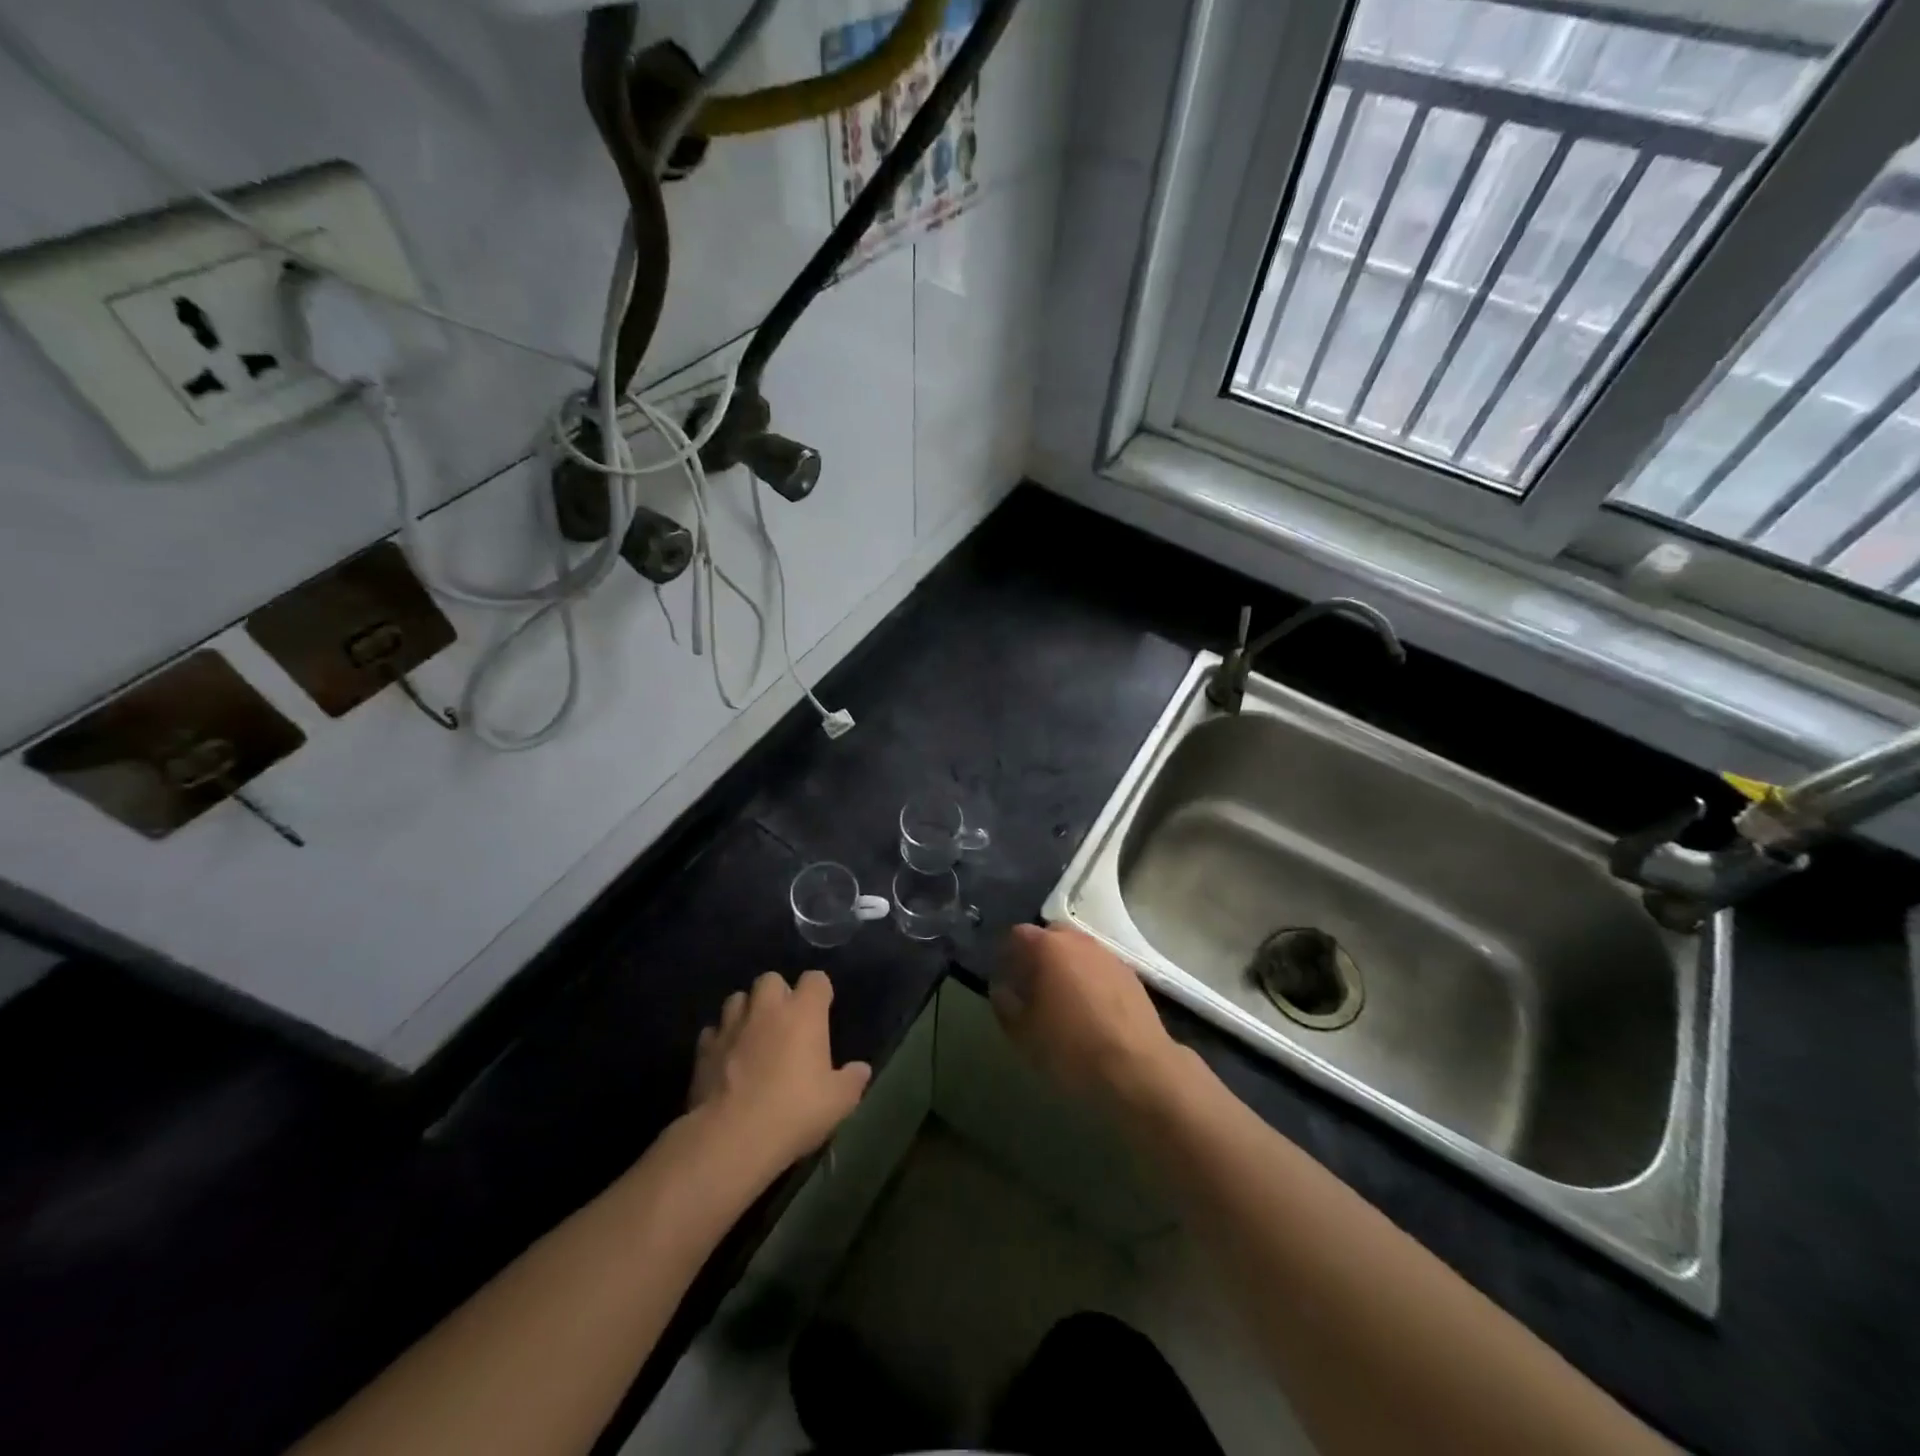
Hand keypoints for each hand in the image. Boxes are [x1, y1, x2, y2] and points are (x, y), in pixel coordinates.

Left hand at [689, 970, 871, 1174]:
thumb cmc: (794, 1111)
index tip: (822, 1011)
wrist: (732, 1138)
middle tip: (784, 1022)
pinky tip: (726, 1059)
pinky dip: (720, 1039)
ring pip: (737, 999)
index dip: (819, 992)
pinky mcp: (704, 1049)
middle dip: (777, 994)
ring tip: (752, 1035)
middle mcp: (767, 1008)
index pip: (815, 979)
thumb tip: (861, 1069)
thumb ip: (852, 1080)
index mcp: (804, 1012)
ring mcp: (731, 1026)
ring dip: (746, 1011)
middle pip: (771, 979)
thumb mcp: (838, 1102)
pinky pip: (712, 1032)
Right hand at [992, 924, 1187, 1106]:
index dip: (1007, 954)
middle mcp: (1078, 941)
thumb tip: (1002, 988)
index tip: (1005, 979)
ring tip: (1062, 999)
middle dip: (1038, 955)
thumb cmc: (1071, 1047)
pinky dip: (1089, 979)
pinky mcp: (1131, 974)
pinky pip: (1099, 967)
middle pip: (1051, 936)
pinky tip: (1090, 1009)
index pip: (1017, 934)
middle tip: (1032, 987)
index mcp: (1047, 947)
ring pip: (1078, 950)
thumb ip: (1004, 1004)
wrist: (1137, 1067)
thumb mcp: (1023, 1034)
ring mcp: (1108, 955)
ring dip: (1066, 966)